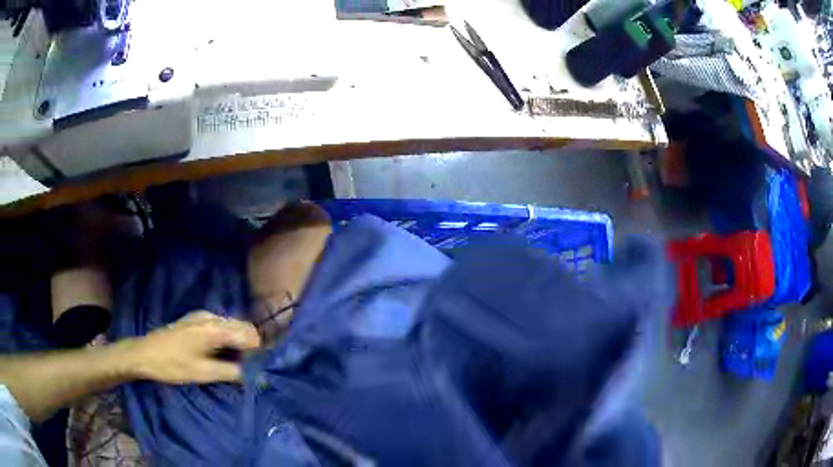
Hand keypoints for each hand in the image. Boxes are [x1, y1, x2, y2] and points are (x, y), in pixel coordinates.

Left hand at [119, 311, 261, 383]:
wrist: (144, 353)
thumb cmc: (173, 364)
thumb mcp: (203, 373)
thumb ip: (232, 372)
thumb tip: (256, 376)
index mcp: (214, 328)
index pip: (249, 335)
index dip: (258, 352)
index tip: (258, 368)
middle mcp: (211, 317)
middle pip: (242, 327)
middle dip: (250, 346)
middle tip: (248, 368)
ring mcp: (202, 316)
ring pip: (231, 325)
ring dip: (238, 343)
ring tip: (236, 363)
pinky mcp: (195, 319)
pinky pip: (220, 325)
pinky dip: (226, 338)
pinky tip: (221, 353)